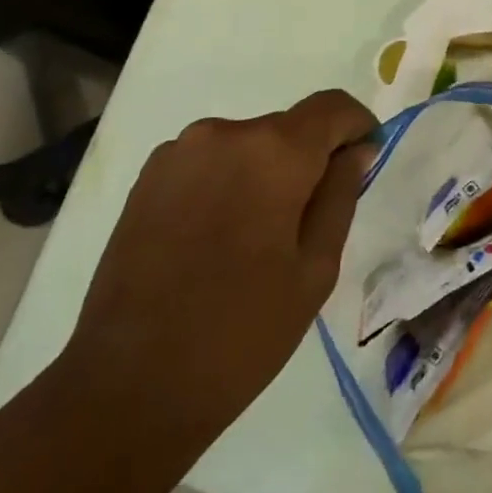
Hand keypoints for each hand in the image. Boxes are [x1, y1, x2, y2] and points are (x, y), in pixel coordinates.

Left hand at [63, 89, 378, 443]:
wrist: (127, 385)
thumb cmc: (241, 332)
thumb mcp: (315, 268)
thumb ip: (341, 195)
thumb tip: (358, 150)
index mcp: (274, 151)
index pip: (333, 106)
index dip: (357, 127)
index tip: (364, 162)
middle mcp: (224, 133)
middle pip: (288, 127)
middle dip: (308, 160)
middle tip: (309, 223)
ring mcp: (178, 151)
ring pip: (247, 145)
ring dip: (265, 173)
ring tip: (256, 238)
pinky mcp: (147, 177)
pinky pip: (209, 161)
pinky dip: (227, 183)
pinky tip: (216, 239)